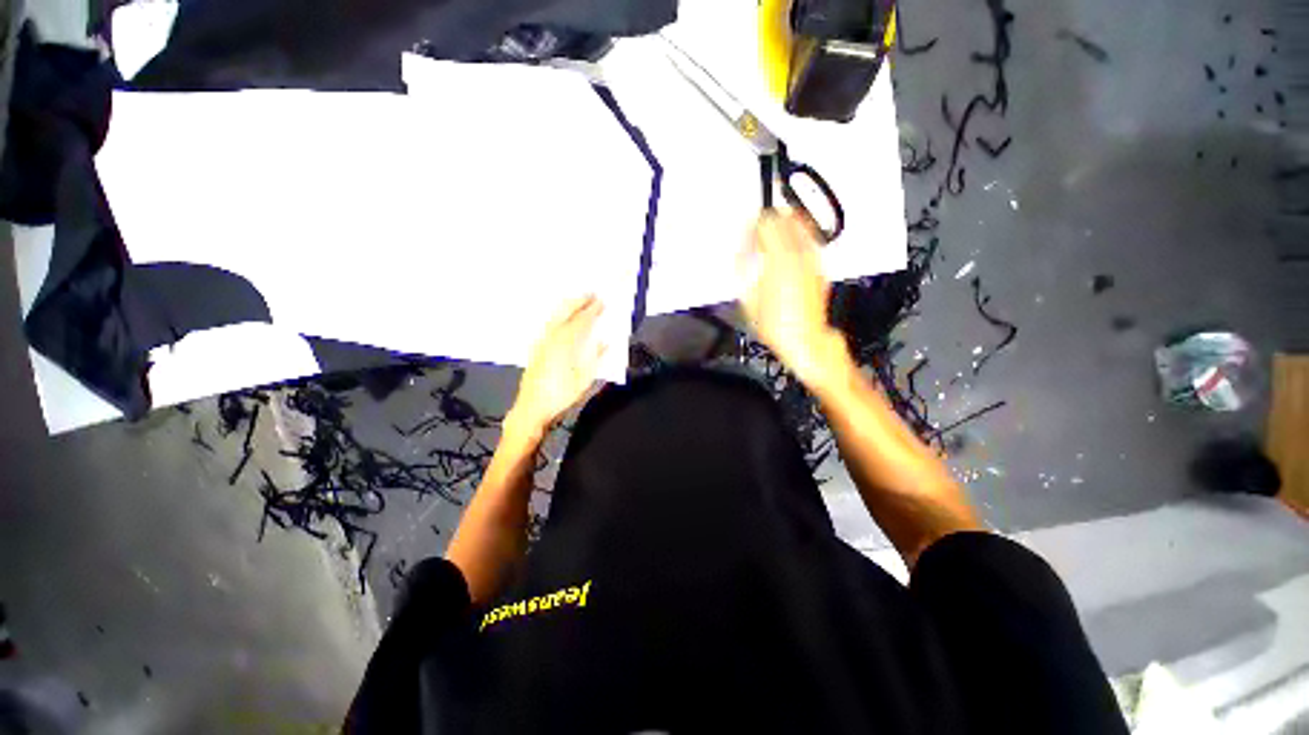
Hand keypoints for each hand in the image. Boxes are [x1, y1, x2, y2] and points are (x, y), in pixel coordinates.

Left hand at [507, 295, 606, 436]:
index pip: (582, 321)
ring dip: (568, 307)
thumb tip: (604, 342)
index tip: (602, 301)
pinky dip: (558, 317)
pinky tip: (562, 319)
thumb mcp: (584, 379)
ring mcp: (541, 342)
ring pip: (555, 316)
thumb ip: (595, 358)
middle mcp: (551, 338)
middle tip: (591, 294)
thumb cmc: (560, 395)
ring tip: (578, 301)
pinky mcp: (536, 348)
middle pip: (565, 312)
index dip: (592, 310)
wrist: (531, 408)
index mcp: (565, 344)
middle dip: (579, 301)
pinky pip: (549, 325)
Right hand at [739, 211, 850, 388]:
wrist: (804, 339)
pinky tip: (787, 250)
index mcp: (778, 259)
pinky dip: (797, 239)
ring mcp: (812, 260)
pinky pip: (809, 243)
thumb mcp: (748, 298)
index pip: (766, 223)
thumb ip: (743, 270)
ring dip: (785, 226)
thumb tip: (742, 254)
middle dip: (769, 221)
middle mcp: (799, 254)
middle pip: (785, 219)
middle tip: (758, 230)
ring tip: (773, 235)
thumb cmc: (777, 325)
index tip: (746, 232)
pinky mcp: (819, 269)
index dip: (752, 225)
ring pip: (801, 227)